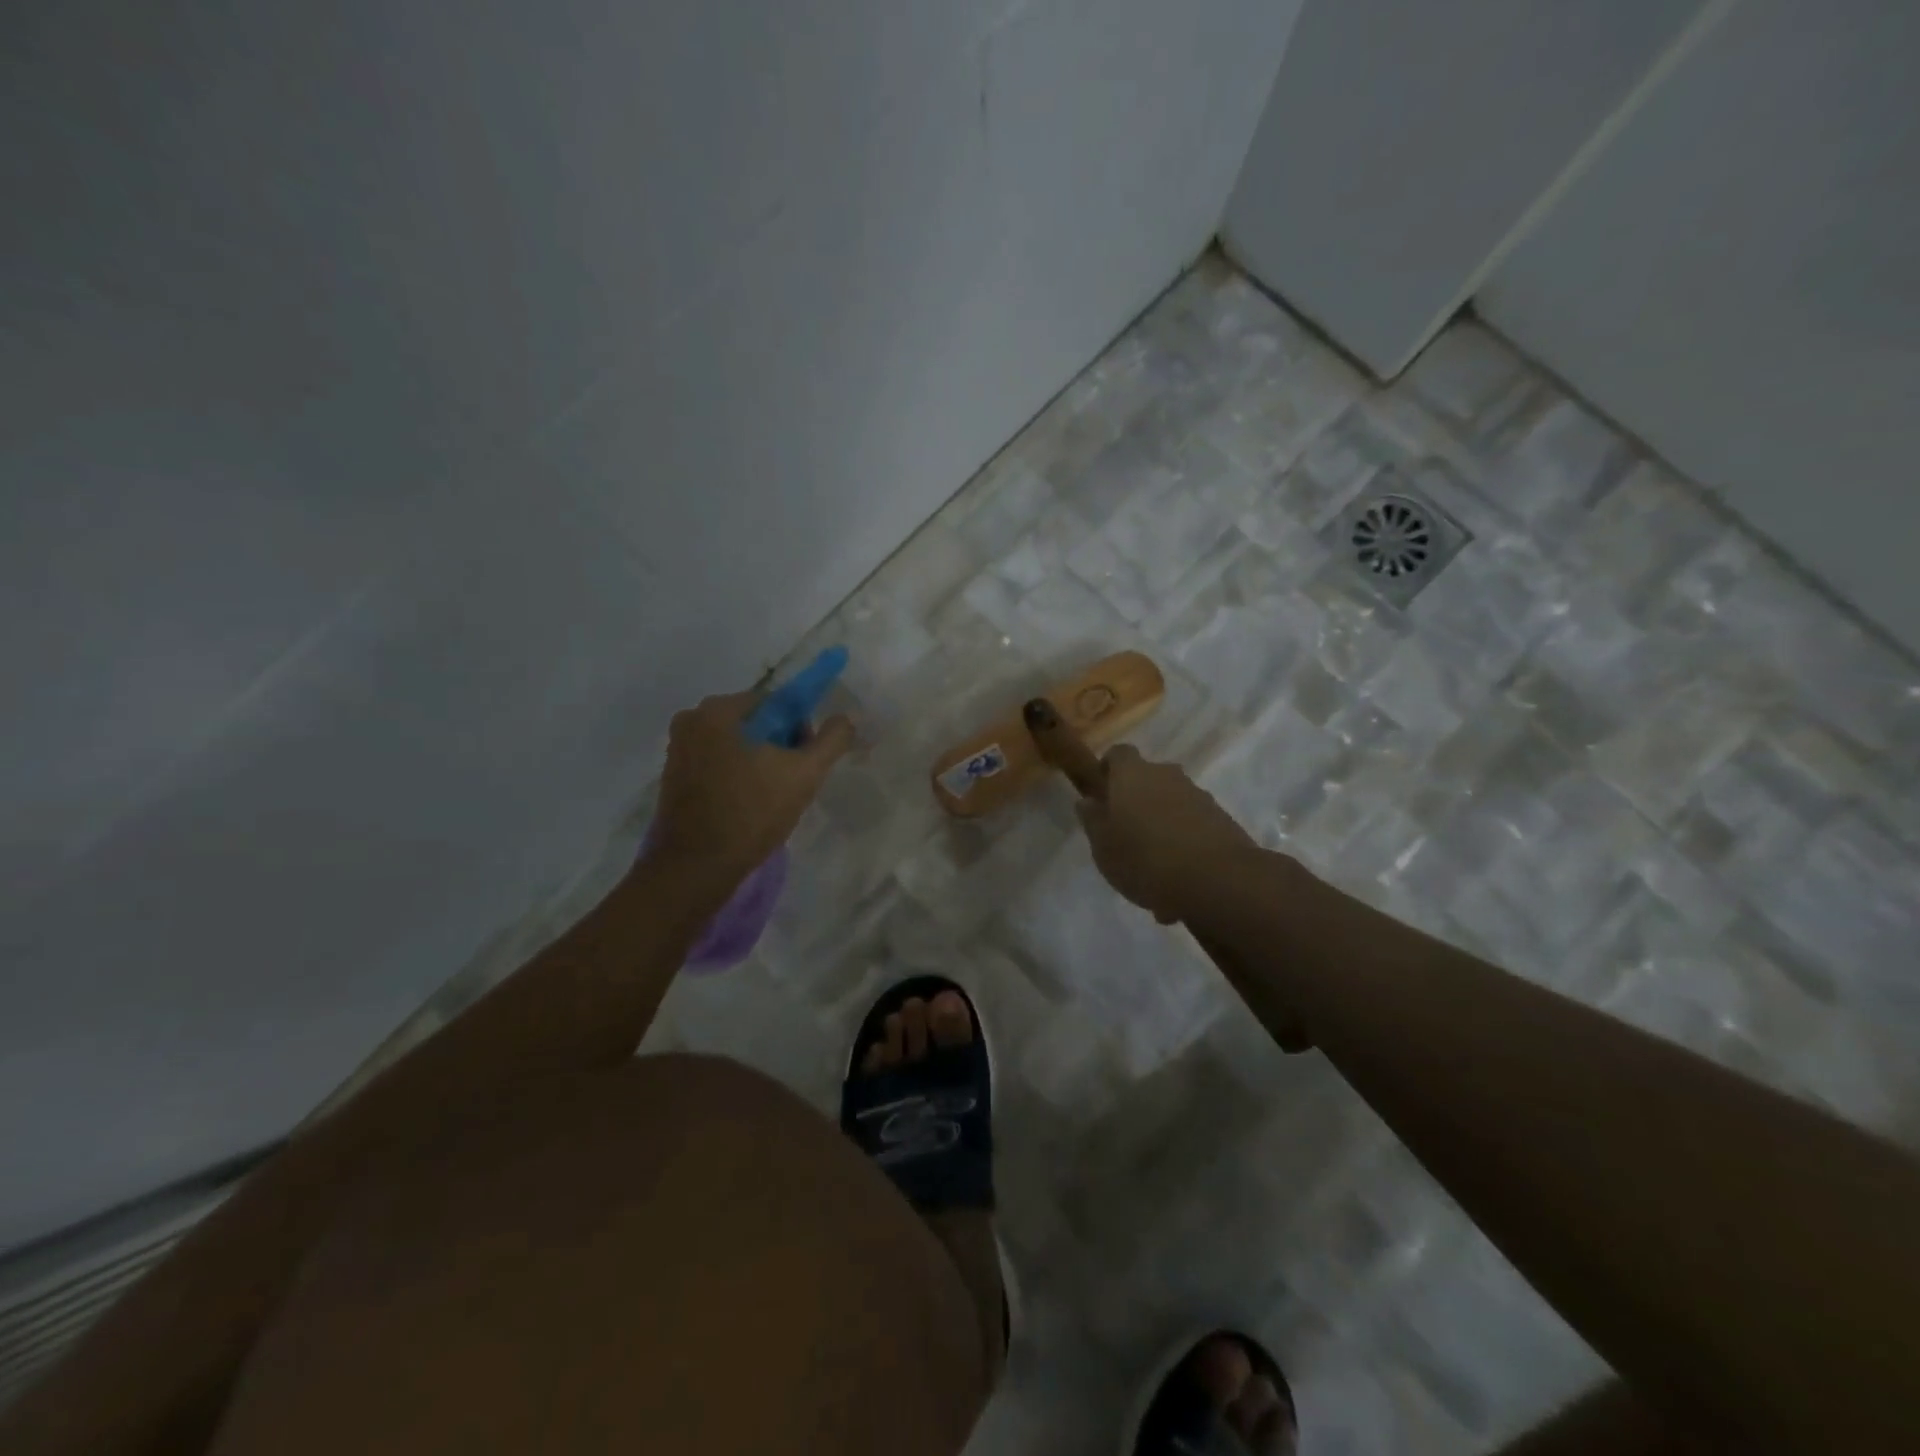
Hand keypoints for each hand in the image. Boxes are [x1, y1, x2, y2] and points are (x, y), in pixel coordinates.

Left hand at [646, 689, 855, 889]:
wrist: (697, 867)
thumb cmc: (752, 813)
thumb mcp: (804, 774)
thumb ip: (831, 740)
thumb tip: (846, 718)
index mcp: (717, 710)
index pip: (775, 703)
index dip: (799, 729)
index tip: (806, 761)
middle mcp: (691, 720)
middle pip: (755, 722)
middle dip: (779, 747)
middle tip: (792, 782)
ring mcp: (678, 750)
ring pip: (736, 745)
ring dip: (759, 763)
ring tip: (771, 798)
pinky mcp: (673, 777)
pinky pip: (717, 763)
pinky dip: (737, 776)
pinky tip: (748, 805)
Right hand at [1073, 744, 1256, 923]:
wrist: (1218, 879)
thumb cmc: (1146, 859)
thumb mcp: (1104, 847)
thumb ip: (1093, 821)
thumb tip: (1088, 801)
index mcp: (1132, 775)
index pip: (1118, 754)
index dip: (1109, 770)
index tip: (1102, 793)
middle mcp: (1166, 775)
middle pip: (1147, 779)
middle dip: (1137, 802)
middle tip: (1127, 837)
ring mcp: (1198, 795)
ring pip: (1171, 804)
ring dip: (1162, 826)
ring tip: (1155, 868)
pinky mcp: (1222, 819)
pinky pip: (1193, 825)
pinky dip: (1184, 842)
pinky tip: (1179, 877)